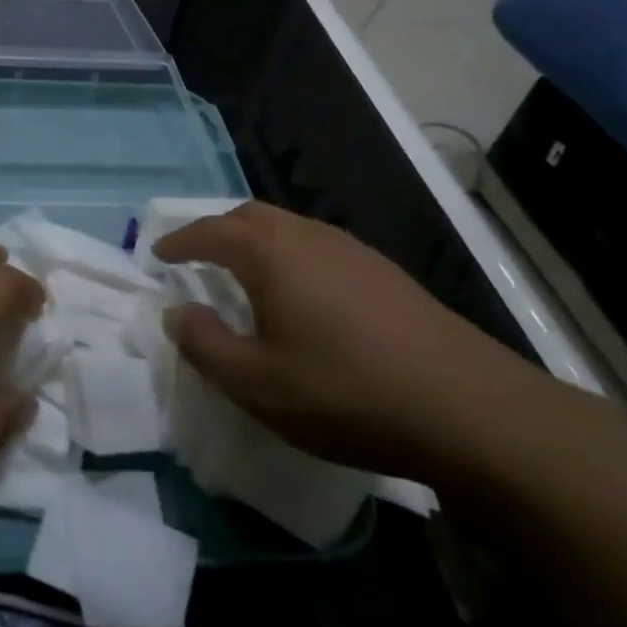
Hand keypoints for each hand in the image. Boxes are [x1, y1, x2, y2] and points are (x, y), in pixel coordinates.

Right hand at [154, 202, 537, 479]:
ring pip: (289, 229)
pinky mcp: (386, 274)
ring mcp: (354, 251)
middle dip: (216, 230)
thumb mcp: (256, 383)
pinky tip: (302, 297)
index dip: (178, 240)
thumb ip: (204, 344)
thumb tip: (177, 313)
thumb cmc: (345, 392)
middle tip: (195, 257)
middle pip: (251, 216)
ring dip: (256, 242)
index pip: (210, 231)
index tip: (156, 253)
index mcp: (271, 253)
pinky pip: (319, 248)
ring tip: (243, 275)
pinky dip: (290, 258)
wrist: (469, 409)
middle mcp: (310, 237)